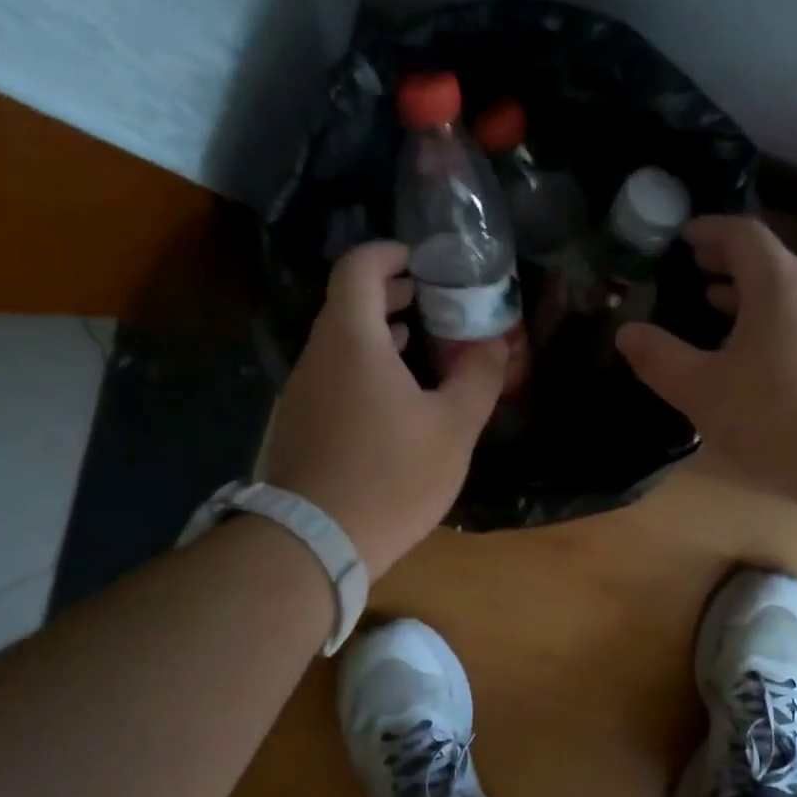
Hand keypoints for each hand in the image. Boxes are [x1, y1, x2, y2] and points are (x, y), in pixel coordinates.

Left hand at [257, 240, 507, 579]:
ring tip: (415, 343)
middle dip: (387, 293)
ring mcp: (301, 392)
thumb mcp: (452, 428)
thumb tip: (498, 345)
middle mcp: (317, 356)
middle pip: (345, 304)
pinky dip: (361, 367)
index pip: (357, 269)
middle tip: (426, 299)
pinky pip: (331, 376)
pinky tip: (390, 399)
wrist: (314, 542)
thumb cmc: (391, 476)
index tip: (420, 260)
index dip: (388, 253)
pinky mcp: (297, 424)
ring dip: (375, 333)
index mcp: (352, 341)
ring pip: (337, 343)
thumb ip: (478, 379)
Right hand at [615, 215, 796, 507]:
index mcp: (776, 288)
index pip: (743, 234)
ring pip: (779, 300)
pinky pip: (791, 330)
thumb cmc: (777, 416)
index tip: (679, 237)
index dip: (709, 230)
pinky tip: (741, 365)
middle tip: (687, 273)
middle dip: (723, 263)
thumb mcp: (703, 390)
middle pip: (764, 263)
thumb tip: (627, 332)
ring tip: (706, 313)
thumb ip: (661, 359)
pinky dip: (760, 329)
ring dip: (741, 300)